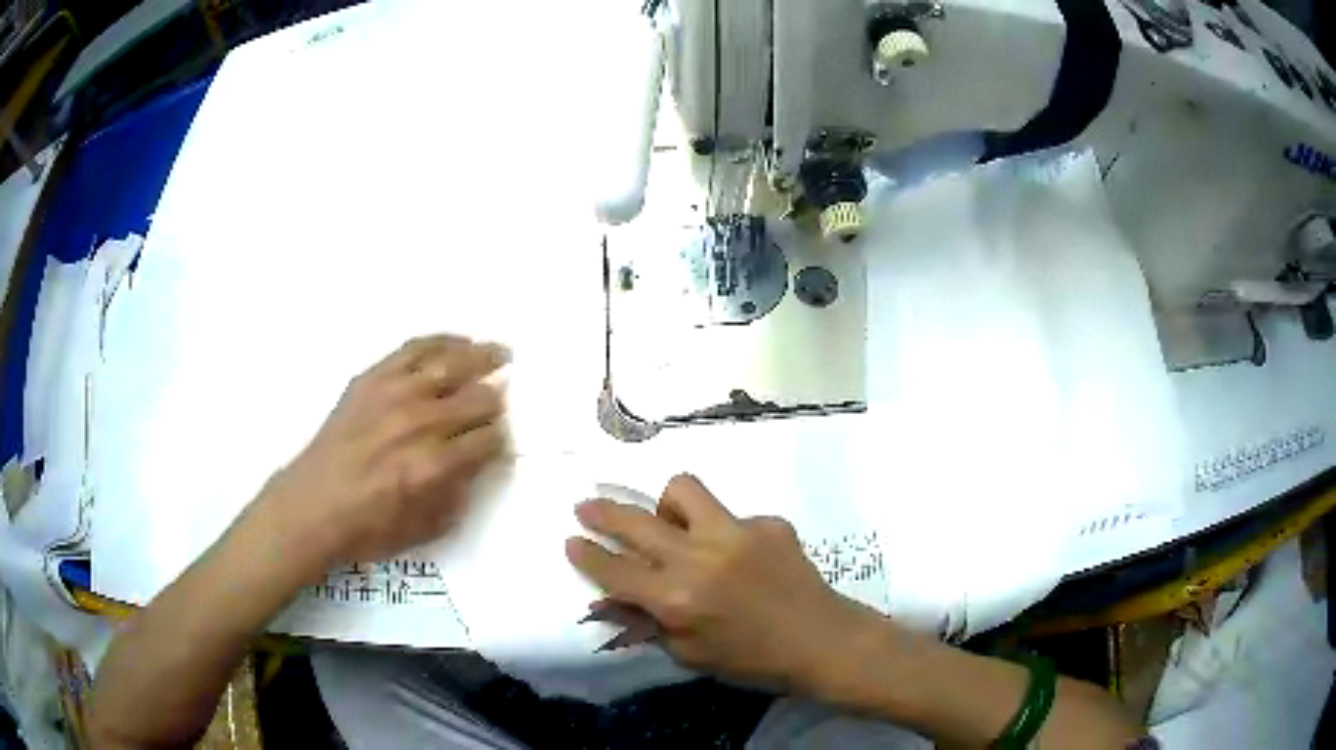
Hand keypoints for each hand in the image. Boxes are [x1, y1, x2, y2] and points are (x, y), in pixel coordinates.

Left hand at [259, 335, 509, 571]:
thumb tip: (478, 463)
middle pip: (479, 400)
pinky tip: (461, 342)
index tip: (499, 440)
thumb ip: (459, 495)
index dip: (501, 440)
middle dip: (496, 403)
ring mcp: (395, 393)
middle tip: (499, 402)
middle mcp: (420, 422)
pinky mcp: (373, 376)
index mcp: (435, 466)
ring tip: (501, 353)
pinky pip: (418, 348)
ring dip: (484, 357)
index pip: (489, 440)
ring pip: (453, 363)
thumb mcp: (425, 529)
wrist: (312, 504)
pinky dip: (444, 341)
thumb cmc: (368, 527)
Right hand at [566, 474, 879, 691]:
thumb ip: (648, 624)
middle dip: (602, 512)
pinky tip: (741, 557)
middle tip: (586, 506)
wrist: (822, 641)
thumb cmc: (752, 662)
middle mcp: (700, 558)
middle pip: (636, 522)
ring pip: (683, 490)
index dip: (587, 554)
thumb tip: (612, 601)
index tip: (571, 540)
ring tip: (673, 524)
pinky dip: (725, 533)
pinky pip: (731, 516)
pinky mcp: (769, 522)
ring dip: (667, 506)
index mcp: (677, 599)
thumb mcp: (690, 656)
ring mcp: (737, 532)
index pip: (616, 570)